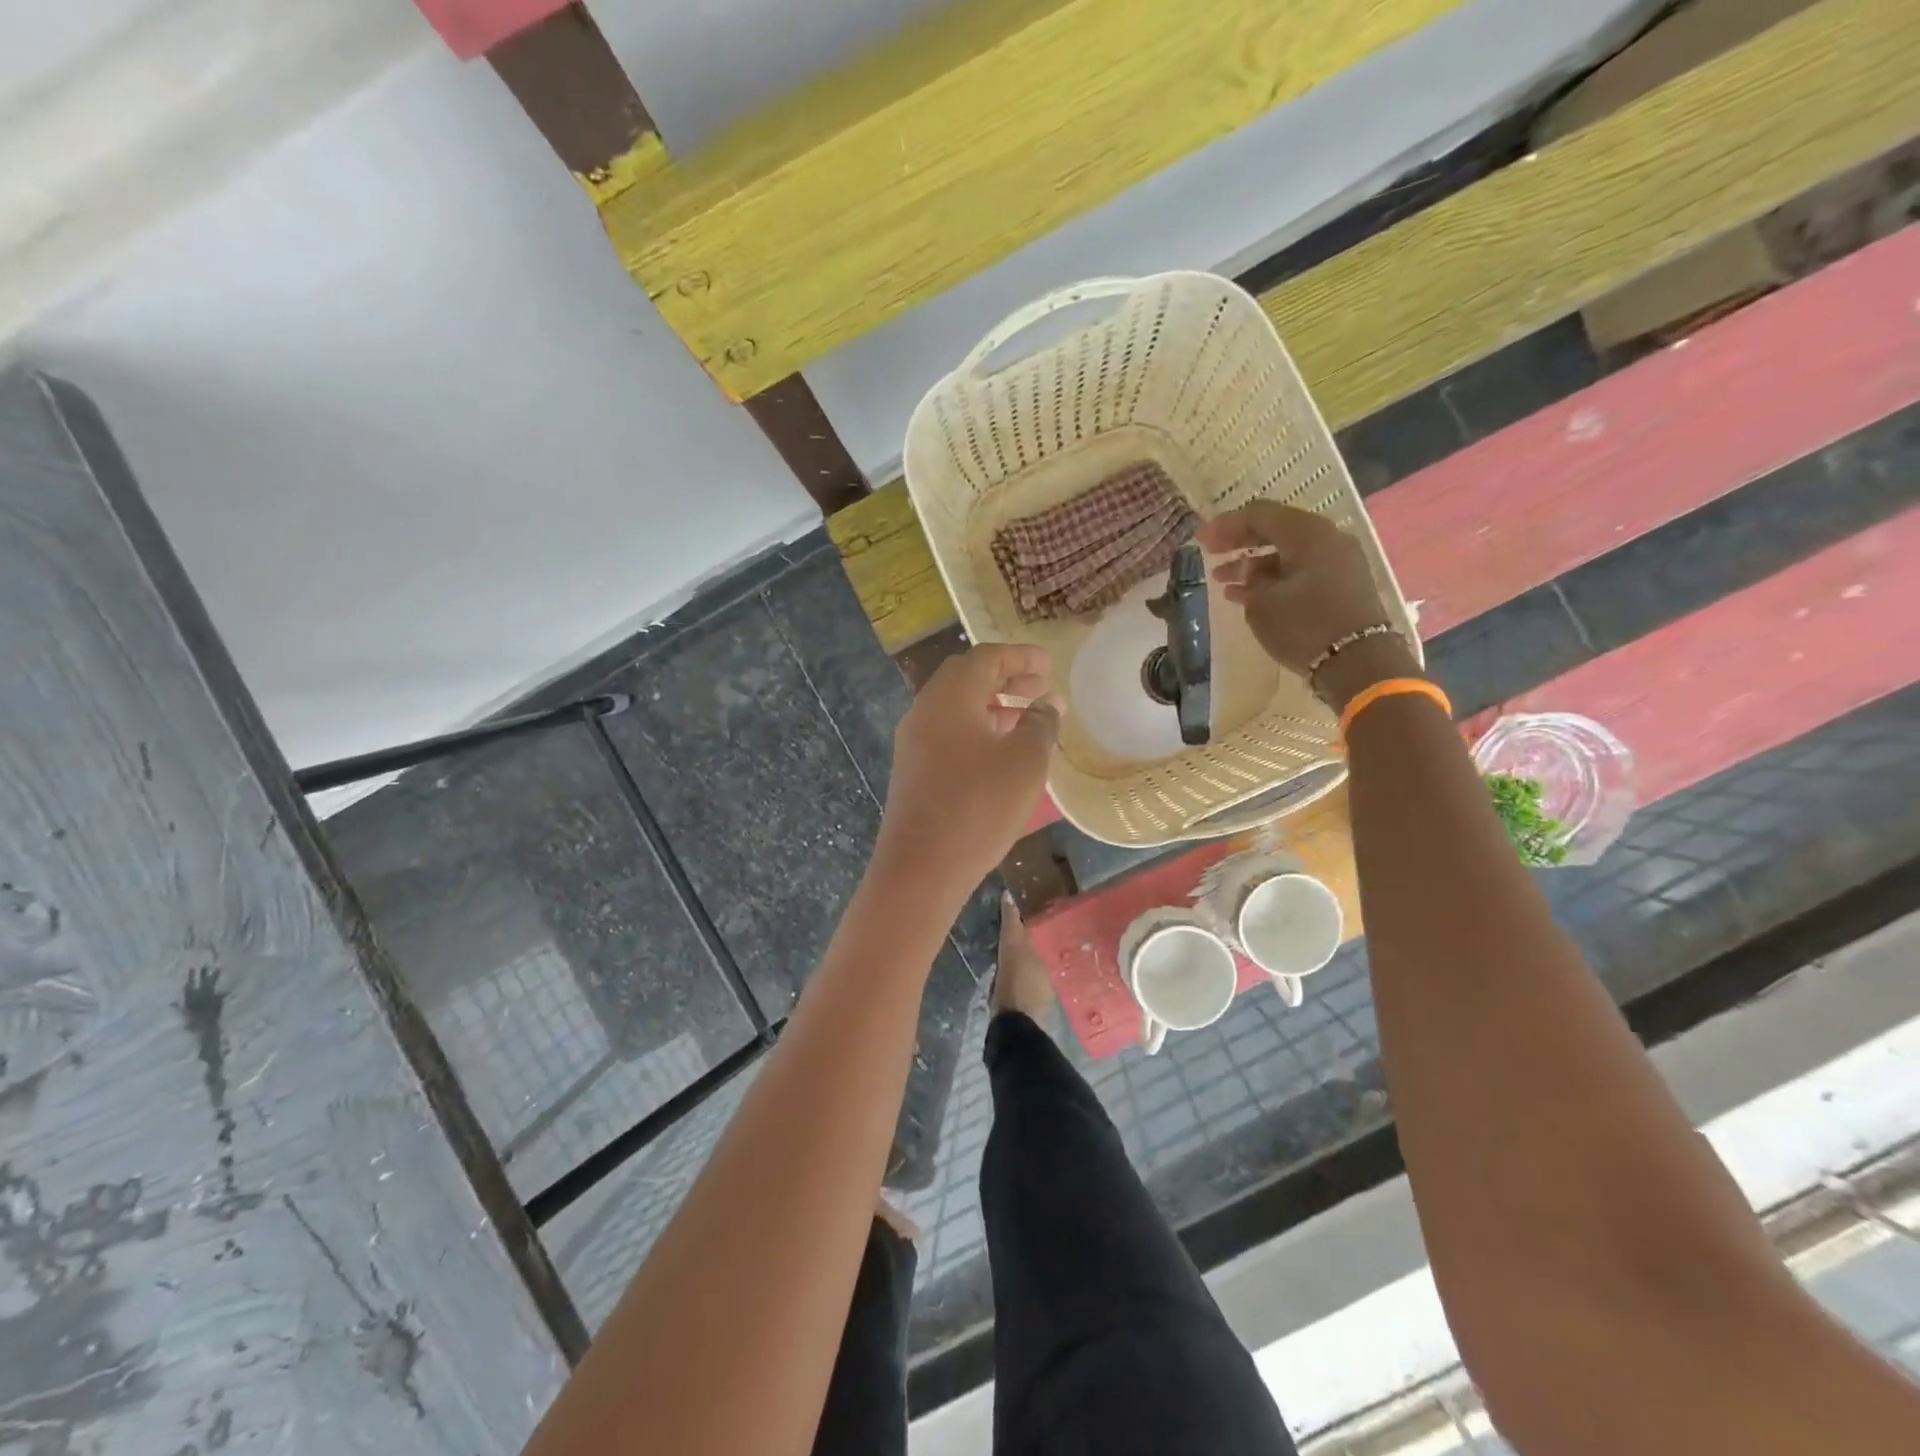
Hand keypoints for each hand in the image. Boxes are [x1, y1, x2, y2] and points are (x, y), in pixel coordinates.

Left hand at [876, 645, 1059, 899]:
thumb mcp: (1025, 762)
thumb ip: (1040, 724)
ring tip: (1028, 719)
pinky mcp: (913, 770)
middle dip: (1006, 678)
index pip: (986, 658)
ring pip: (957, 708)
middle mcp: (925, 710)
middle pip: (967, 679)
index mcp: (950, 697)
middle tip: (1040, 687)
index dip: (1021, 657)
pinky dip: (978, 730)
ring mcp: (913, 742)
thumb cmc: (978, 805)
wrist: (920, 867)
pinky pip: (948, 734)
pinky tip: (1001, 752)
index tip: (1049, 663)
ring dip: (993, 706)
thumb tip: (1047, 704)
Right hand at [1199, 502, 1417, 709]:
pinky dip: (1272, 578)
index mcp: (1308, 533)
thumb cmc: (1304, 626)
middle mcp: (1327, 539)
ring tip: (1222, 579)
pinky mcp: (1341, 585)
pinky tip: (1245, 595)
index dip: (1225, 525)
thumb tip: (1250, 574)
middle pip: (1275, 530)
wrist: (1358, 663)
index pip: (1260, 514)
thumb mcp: (1262, 603)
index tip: (1200, 539)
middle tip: (1210, 553)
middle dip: (1239, 542)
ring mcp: (1338, 562)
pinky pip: (1300, 571)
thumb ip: (1249, 580)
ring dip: (1253, 564)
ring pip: (1287, 553)